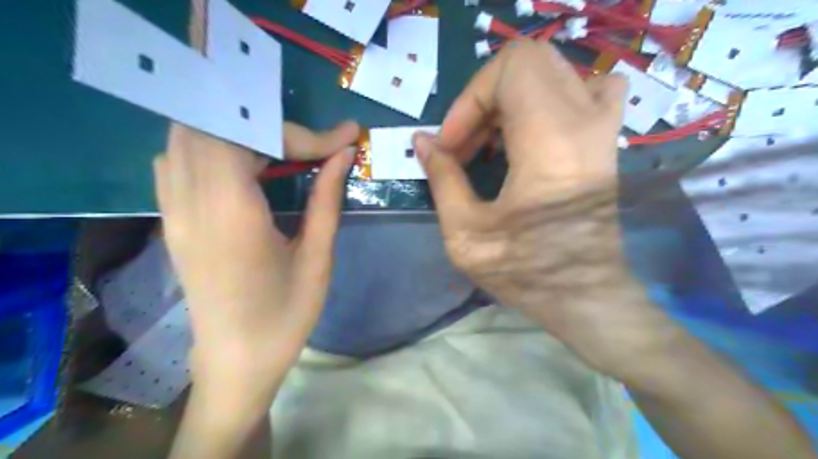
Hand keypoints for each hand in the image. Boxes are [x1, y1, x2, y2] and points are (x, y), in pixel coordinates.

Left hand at [152, 120, 357, 394]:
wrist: (236, 361)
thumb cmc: (285, 316)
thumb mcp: (317, 258)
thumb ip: (327, 199)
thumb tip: (344, 154)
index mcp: (231, 214)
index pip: (252, 138)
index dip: (302, 132)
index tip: (344, 138)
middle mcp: (191, 202)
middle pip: (213, 124)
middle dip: (269, 126)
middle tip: (310, 146)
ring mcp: (173, 210)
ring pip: (189, 136)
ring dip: (237, 131)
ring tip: (281, 151)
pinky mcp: (171, 219)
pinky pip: (176, 160)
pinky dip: (211, 147)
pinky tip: (242, 167)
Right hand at [417, 42, 677, 379]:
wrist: (587, 297)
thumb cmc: (526, 273)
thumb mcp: (466, 234)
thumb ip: (442, 178)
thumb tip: (422, 141)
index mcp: (549, 143)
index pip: (510, 70)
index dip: (469, 101)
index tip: (452, 147)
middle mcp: (584, 123)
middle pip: (530, 61)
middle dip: (484, 97)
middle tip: (467, 142)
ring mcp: (602, 129)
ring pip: (554, 70)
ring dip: (510, 98)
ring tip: (491, 142)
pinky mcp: (606, 141)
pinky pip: (587, 88)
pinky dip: (551, 97)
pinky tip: (532, 132)